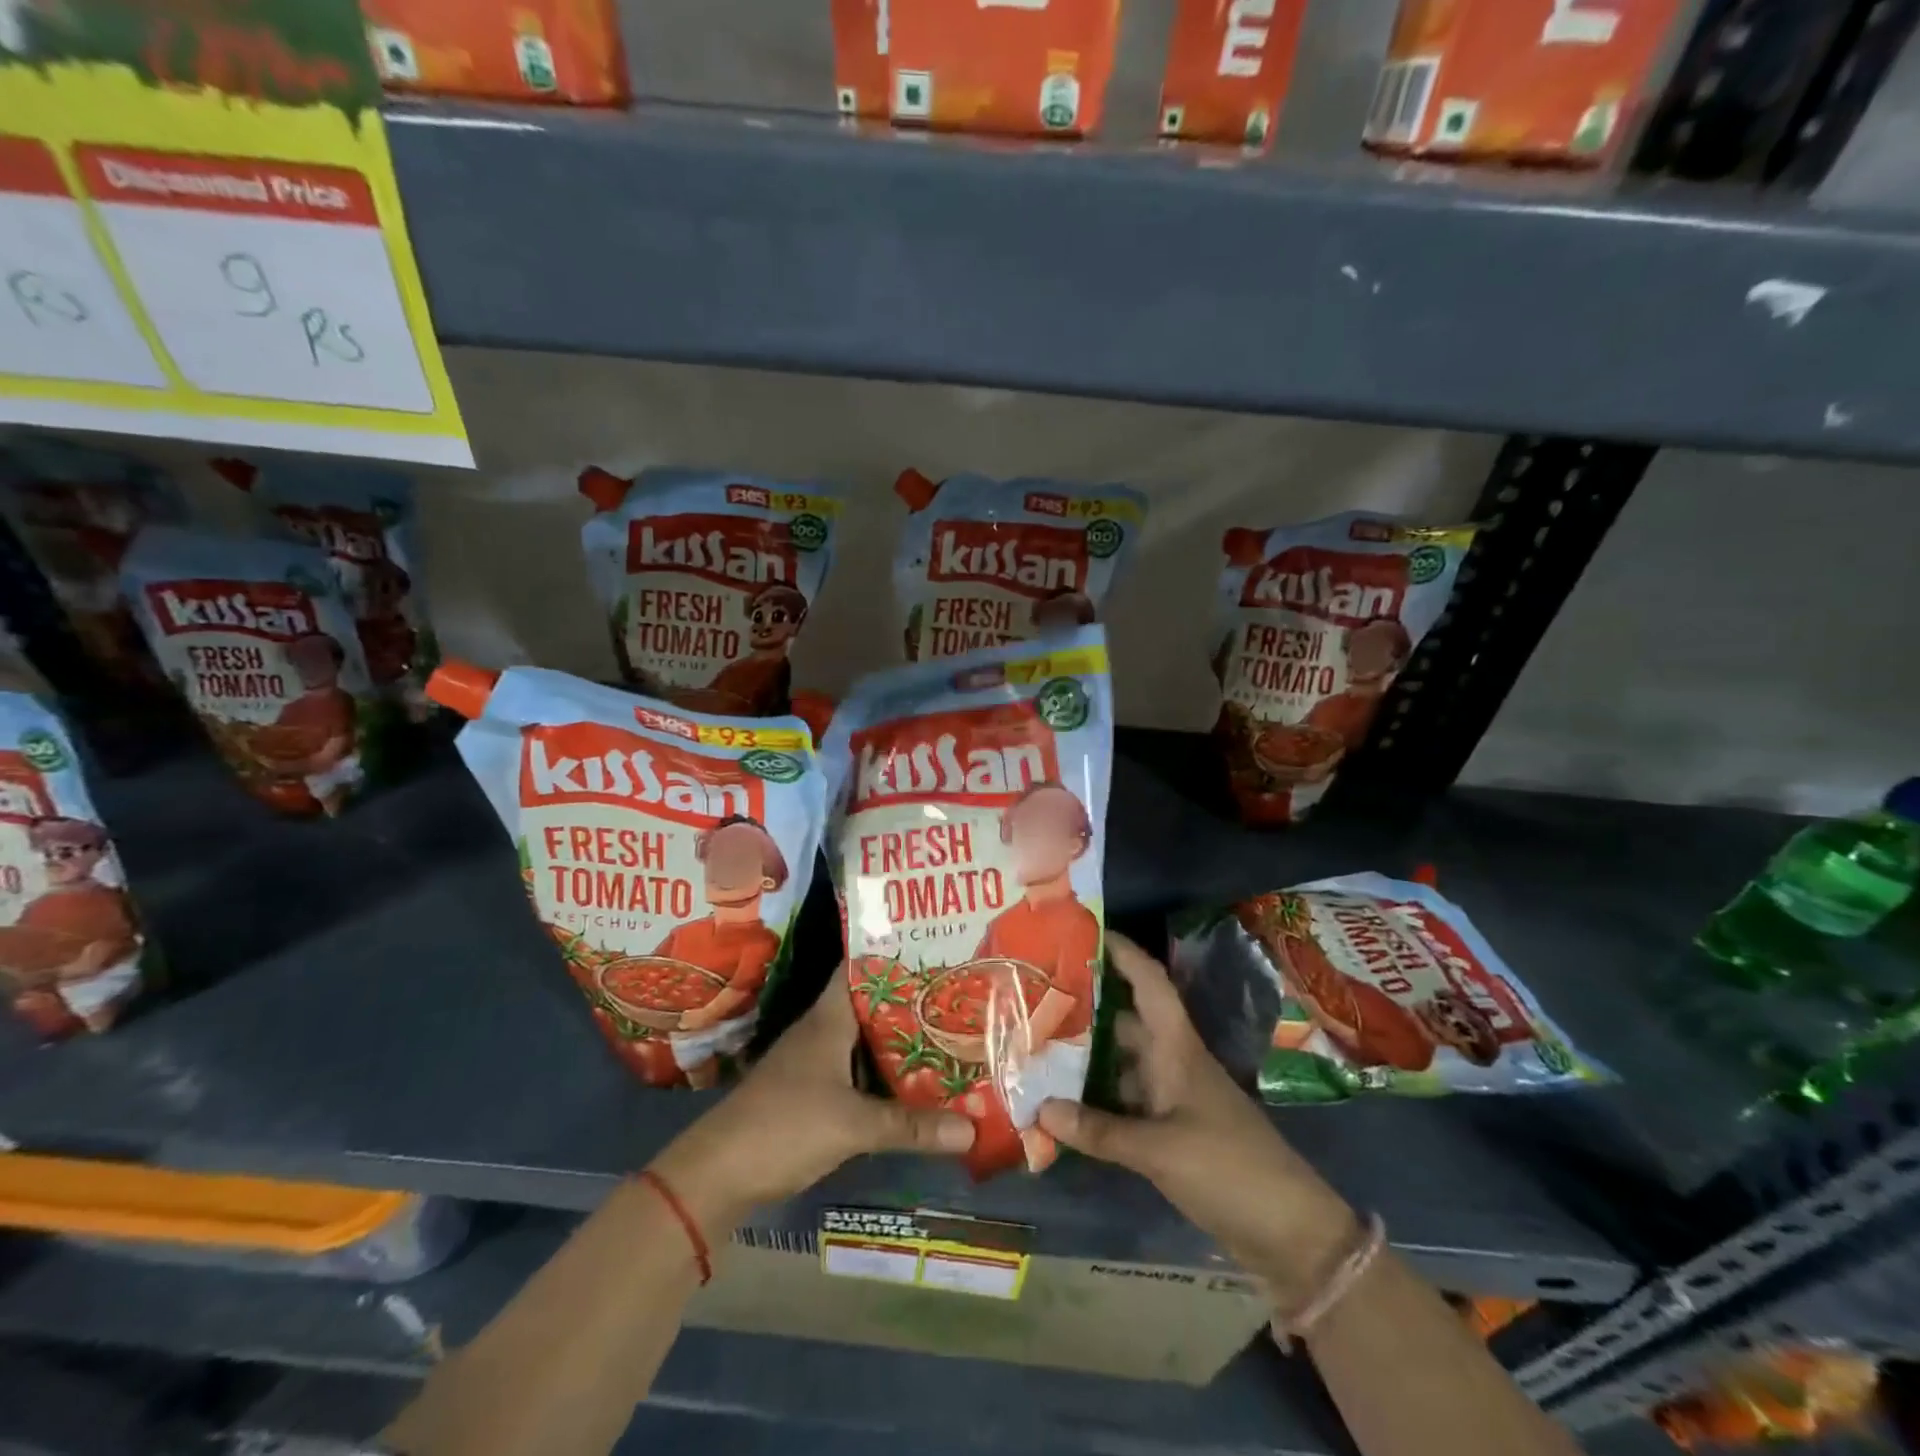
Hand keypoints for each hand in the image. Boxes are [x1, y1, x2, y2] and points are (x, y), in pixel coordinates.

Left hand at [648, 970, 974, 1234]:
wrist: (718, 1174)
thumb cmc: (784, 1126)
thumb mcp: (852, 1125)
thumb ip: (910, 1126)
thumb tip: (972, 1130)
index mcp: (828, 1019)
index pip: (860, 969)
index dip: (894, 955)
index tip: (935, 948)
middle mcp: (823, 1031)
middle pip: (872, 1005)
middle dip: (911, 1000)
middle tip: (956, 993)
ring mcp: (816, 1062)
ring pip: (867, 1040)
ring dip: (900, 1039)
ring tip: (948, 1031)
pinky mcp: (814, 1093)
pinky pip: (859, 1071)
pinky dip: (886, 1073)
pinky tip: (916, 1081)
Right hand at [1037, 932, 1359, 1302]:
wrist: (1290, 1233)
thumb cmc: (1229, 1168)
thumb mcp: (1160, 1149)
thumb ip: (1099, 1130)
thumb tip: (1039, 1108)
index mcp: (1177, 1048)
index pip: (1150, 984)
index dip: (1123, 954)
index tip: (1086, 931)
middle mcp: (1172, 1063)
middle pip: (1126, 1020)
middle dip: (1086, 1005)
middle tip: (1037, 993)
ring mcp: (1172, 1098)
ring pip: (1121, 1062)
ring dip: (1085, 1055)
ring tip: (1036, 1043)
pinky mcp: (1170, 1132)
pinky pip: (1124, 1101)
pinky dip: (1095, 1099)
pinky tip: (1061, 1104)